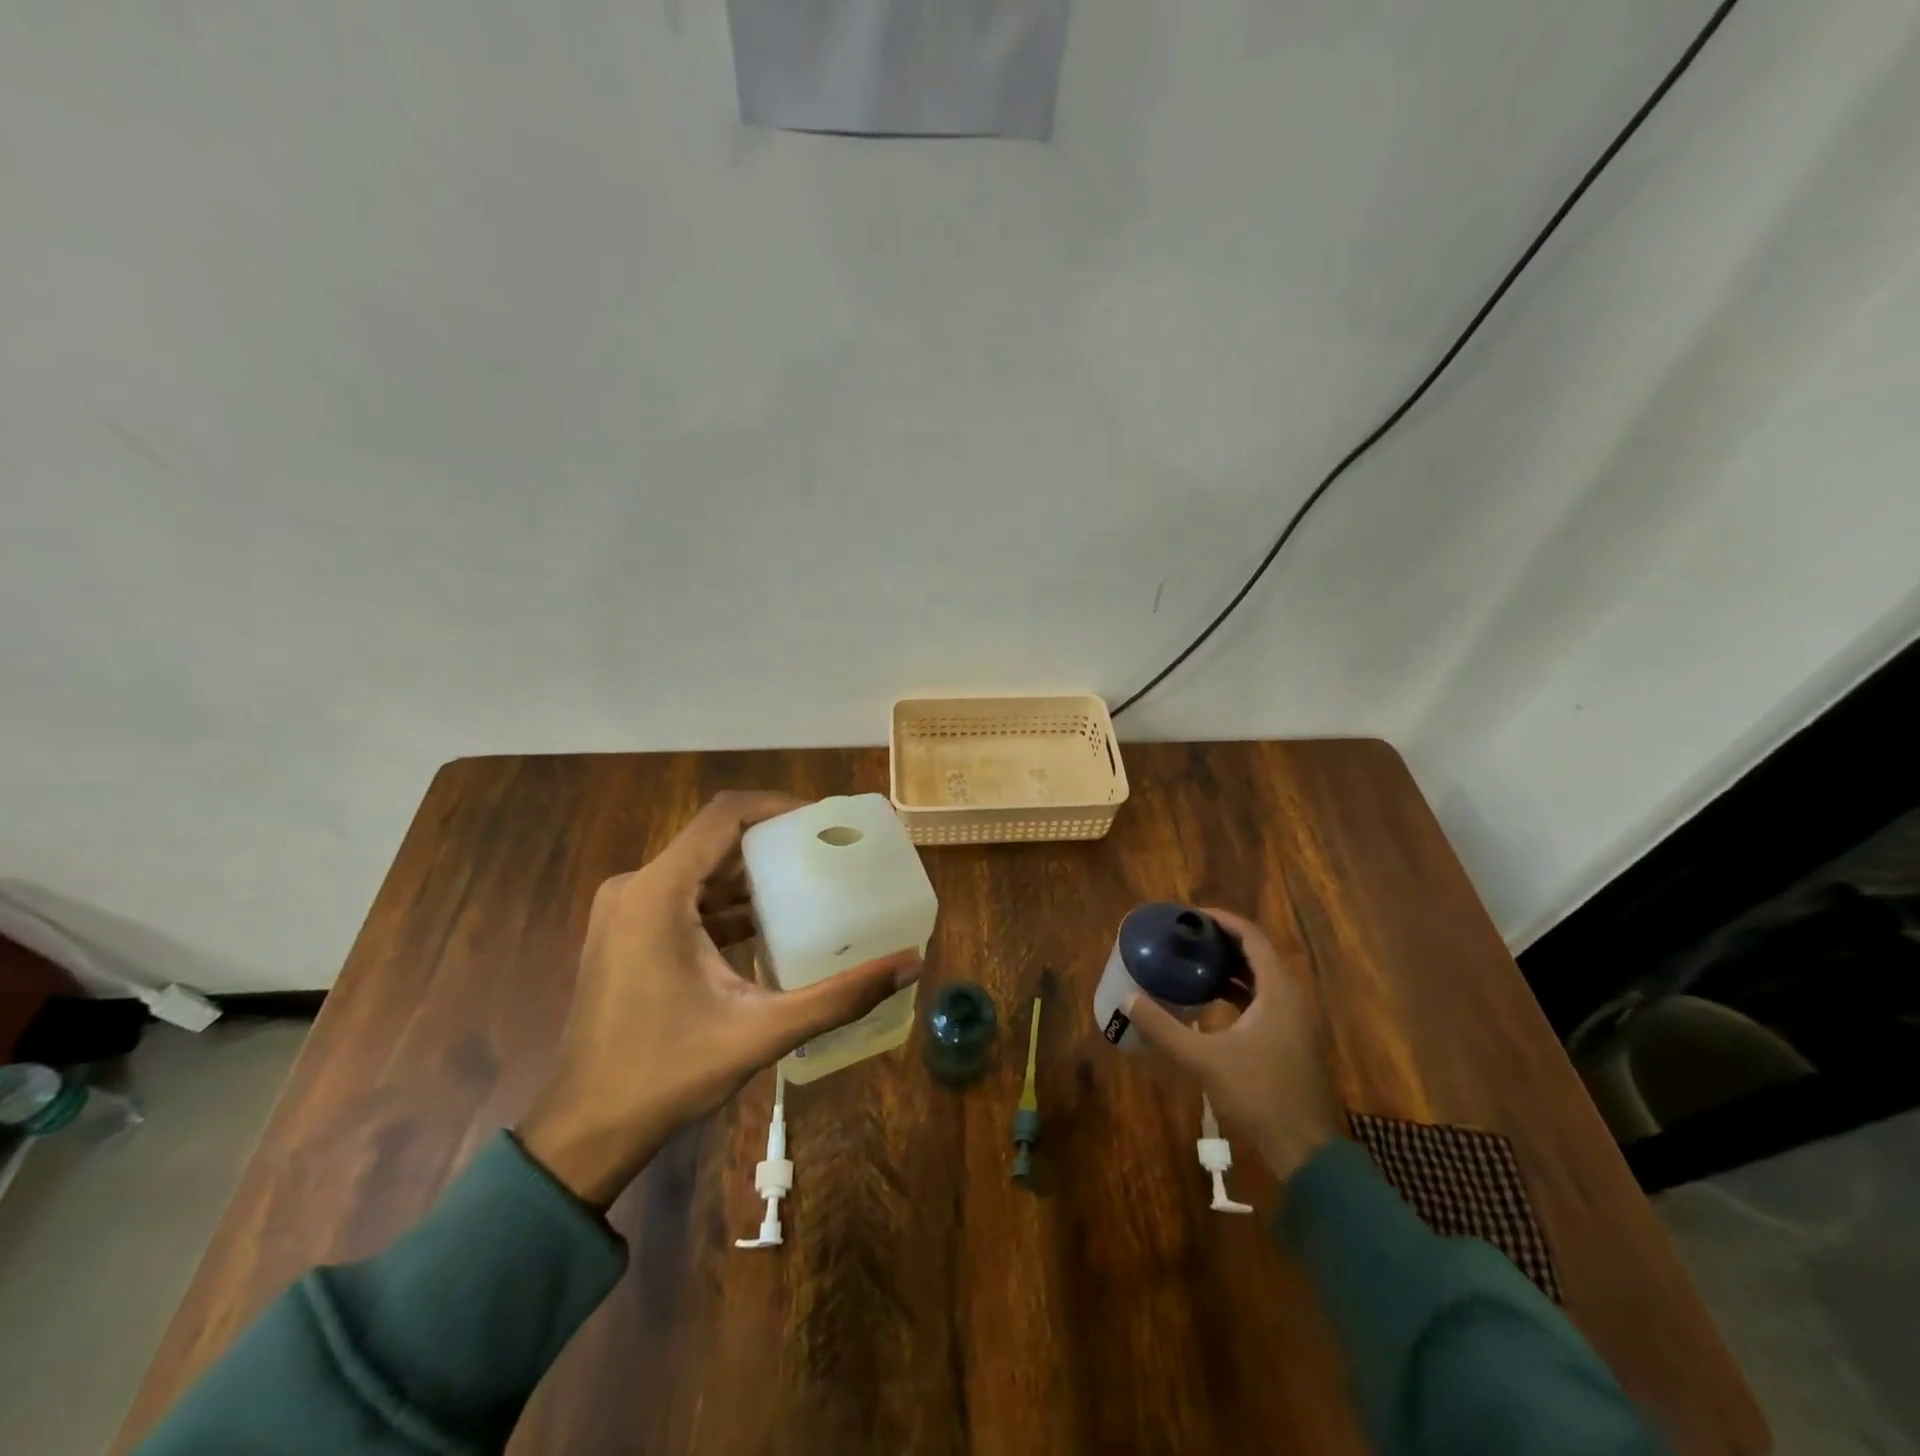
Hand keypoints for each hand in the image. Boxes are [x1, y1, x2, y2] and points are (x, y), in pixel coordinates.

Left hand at [518, 790, 921, 1207]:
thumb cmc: (666, 1074)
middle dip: (774, 842)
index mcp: (658, 893)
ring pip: (700, 869)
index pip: (725, 816)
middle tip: (828, 851)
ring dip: (751, 874)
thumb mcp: (761, 1031)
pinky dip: (727, 902)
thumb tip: (910, 964)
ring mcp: (626, 911)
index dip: (778, 806)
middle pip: (715, 840)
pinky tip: (770, 923)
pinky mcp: (626, 934)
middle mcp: (636, 888)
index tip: (824, 820)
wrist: (583, 1132)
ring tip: (809, 881)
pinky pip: (684, 897)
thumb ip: (839, 996)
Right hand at [1124, 908, 1343, 1181]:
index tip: (1192, 916)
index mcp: (1279, 991)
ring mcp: (1298, 1020)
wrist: (1305, 1150)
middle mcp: (1293, 998)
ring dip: (1231, 967)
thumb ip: (1164, 1028)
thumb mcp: (1204, 1060)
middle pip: (1258, 954)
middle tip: (1187, 938)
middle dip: (1223, 942)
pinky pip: (1266, 999)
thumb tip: (1129, 999)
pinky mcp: (1295, 1040)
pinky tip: (1213, 1002)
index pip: (1252, 938)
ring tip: (1194, 963)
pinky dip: (1241, 991)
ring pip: (1263, 978)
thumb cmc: (1258, 1095)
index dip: (1223, 921)